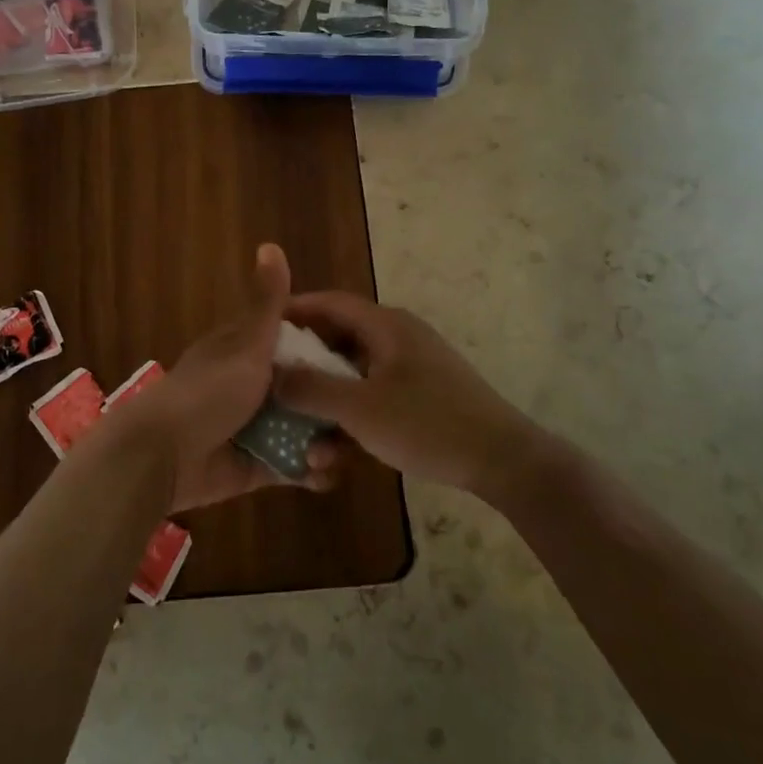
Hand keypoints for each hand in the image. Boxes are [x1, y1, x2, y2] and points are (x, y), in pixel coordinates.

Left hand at [111, 244, 344, 511]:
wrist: (163, 455)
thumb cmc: (208, 391)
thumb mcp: (245, 344)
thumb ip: (266, 303)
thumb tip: (270, 244)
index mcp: (247, 351)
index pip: (296, 344)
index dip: (328, 350)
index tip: (363, 360)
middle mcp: (252, 387)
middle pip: (305, 391)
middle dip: (332, 403)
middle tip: (357, 416)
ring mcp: (254, 427)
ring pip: (301, 430)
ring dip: (323, 440)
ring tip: (338, 452)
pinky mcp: (255, 466)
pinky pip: (290, 466)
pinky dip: (308, 470)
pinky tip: (324, 475)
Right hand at [273, 292, 541, 496]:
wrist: (504, 461)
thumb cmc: (428, 424)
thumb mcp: (361, 409)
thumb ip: (312, 389)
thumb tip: (272, 374)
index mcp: (386, 326)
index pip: (329, 303)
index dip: (293, 311)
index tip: (259, 329)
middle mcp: (397, 338)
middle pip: (338, 340)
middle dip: (305, 368)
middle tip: (272, 386)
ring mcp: (411, 368)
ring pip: (354, 376)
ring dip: (327, 404)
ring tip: (304, 440)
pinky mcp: (421, 397)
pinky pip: (374, 397)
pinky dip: (352, 418)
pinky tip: (336, 456)